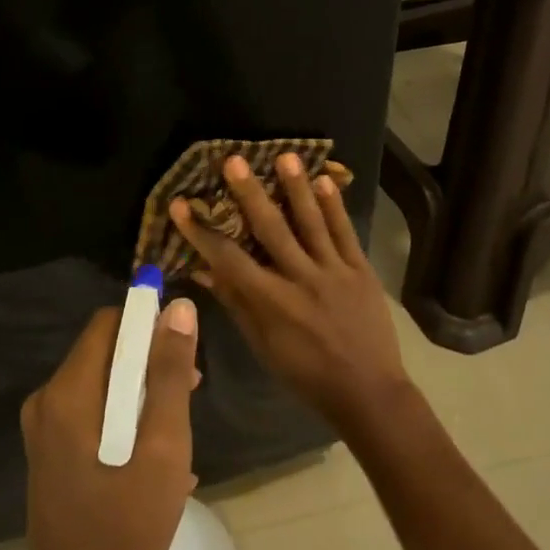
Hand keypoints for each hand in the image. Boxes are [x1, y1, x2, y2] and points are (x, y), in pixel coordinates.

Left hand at [20, 299, 200, 549]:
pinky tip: (157, 460)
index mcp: (67, 392)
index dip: (148, 325)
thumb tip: (178, 307)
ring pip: (103, 387)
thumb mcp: (163, 444)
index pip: (107, 324)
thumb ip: (169, 372)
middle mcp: (47, 402)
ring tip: (178, 432)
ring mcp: (44, 432)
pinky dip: (125, 422)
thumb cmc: (127, 525)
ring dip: (142, 396)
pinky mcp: (51, 457)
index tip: (183, 351)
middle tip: (190, 392)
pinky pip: (93, 416)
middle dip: (150, 364)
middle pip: (105, 354)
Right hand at [172, 154, 412, 440]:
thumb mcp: (263, 346)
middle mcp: (301, 279)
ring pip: (311, 222)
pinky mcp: (360, 269)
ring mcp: (334, 271)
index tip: (180, 204)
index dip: (201, 232)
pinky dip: (335, 206)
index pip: (228, 259)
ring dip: (297, 188)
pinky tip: (325, 180)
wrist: (369, 392)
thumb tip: (202, 270)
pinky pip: (345, 232)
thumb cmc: (306, 374)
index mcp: (272, 302)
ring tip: (285, 156)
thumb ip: (235, 303)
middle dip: (250, 193)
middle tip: (234, 160)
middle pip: (271, 229)